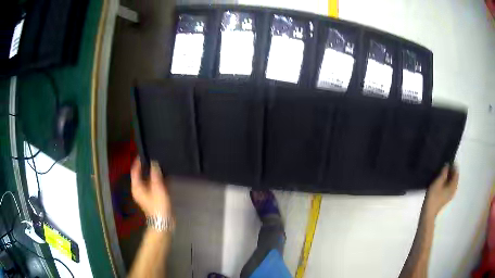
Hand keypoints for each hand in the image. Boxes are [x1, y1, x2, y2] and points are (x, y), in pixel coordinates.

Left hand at [131, 158, 171, 217]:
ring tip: (161, 165)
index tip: (144, 153)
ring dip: (153, 174)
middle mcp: (139, 189)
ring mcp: (145, 194)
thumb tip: (154, 162)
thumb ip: (155, 174)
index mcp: (136, 187)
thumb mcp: (157, 188)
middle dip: (147, 167)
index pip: (135, 171)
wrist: (163, 221)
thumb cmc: (158, 204)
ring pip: (148, 180)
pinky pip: (153, 185)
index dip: (138, 162)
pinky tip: (165, 176)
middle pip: (141, 175)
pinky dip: (157, 181)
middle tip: (154, 158)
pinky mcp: (152, 197)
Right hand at [425, 165, 458, 217]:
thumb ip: (443, 173)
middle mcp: (454, 189)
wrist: (428, 213)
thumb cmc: (433, 197)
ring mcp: (450, 194)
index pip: (456, 171)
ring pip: (451, 182)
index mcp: (453, 185)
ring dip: (448, 176)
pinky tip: (440, 181)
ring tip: (441, 172)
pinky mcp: (446, 197)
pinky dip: (446, 182)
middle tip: (443, 165)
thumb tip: (447, 165)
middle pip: (454, 177)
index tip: (447, 160)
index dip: (453, 165)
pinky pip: (449, 186)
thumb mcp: (438, 182)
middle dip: (450, 170)